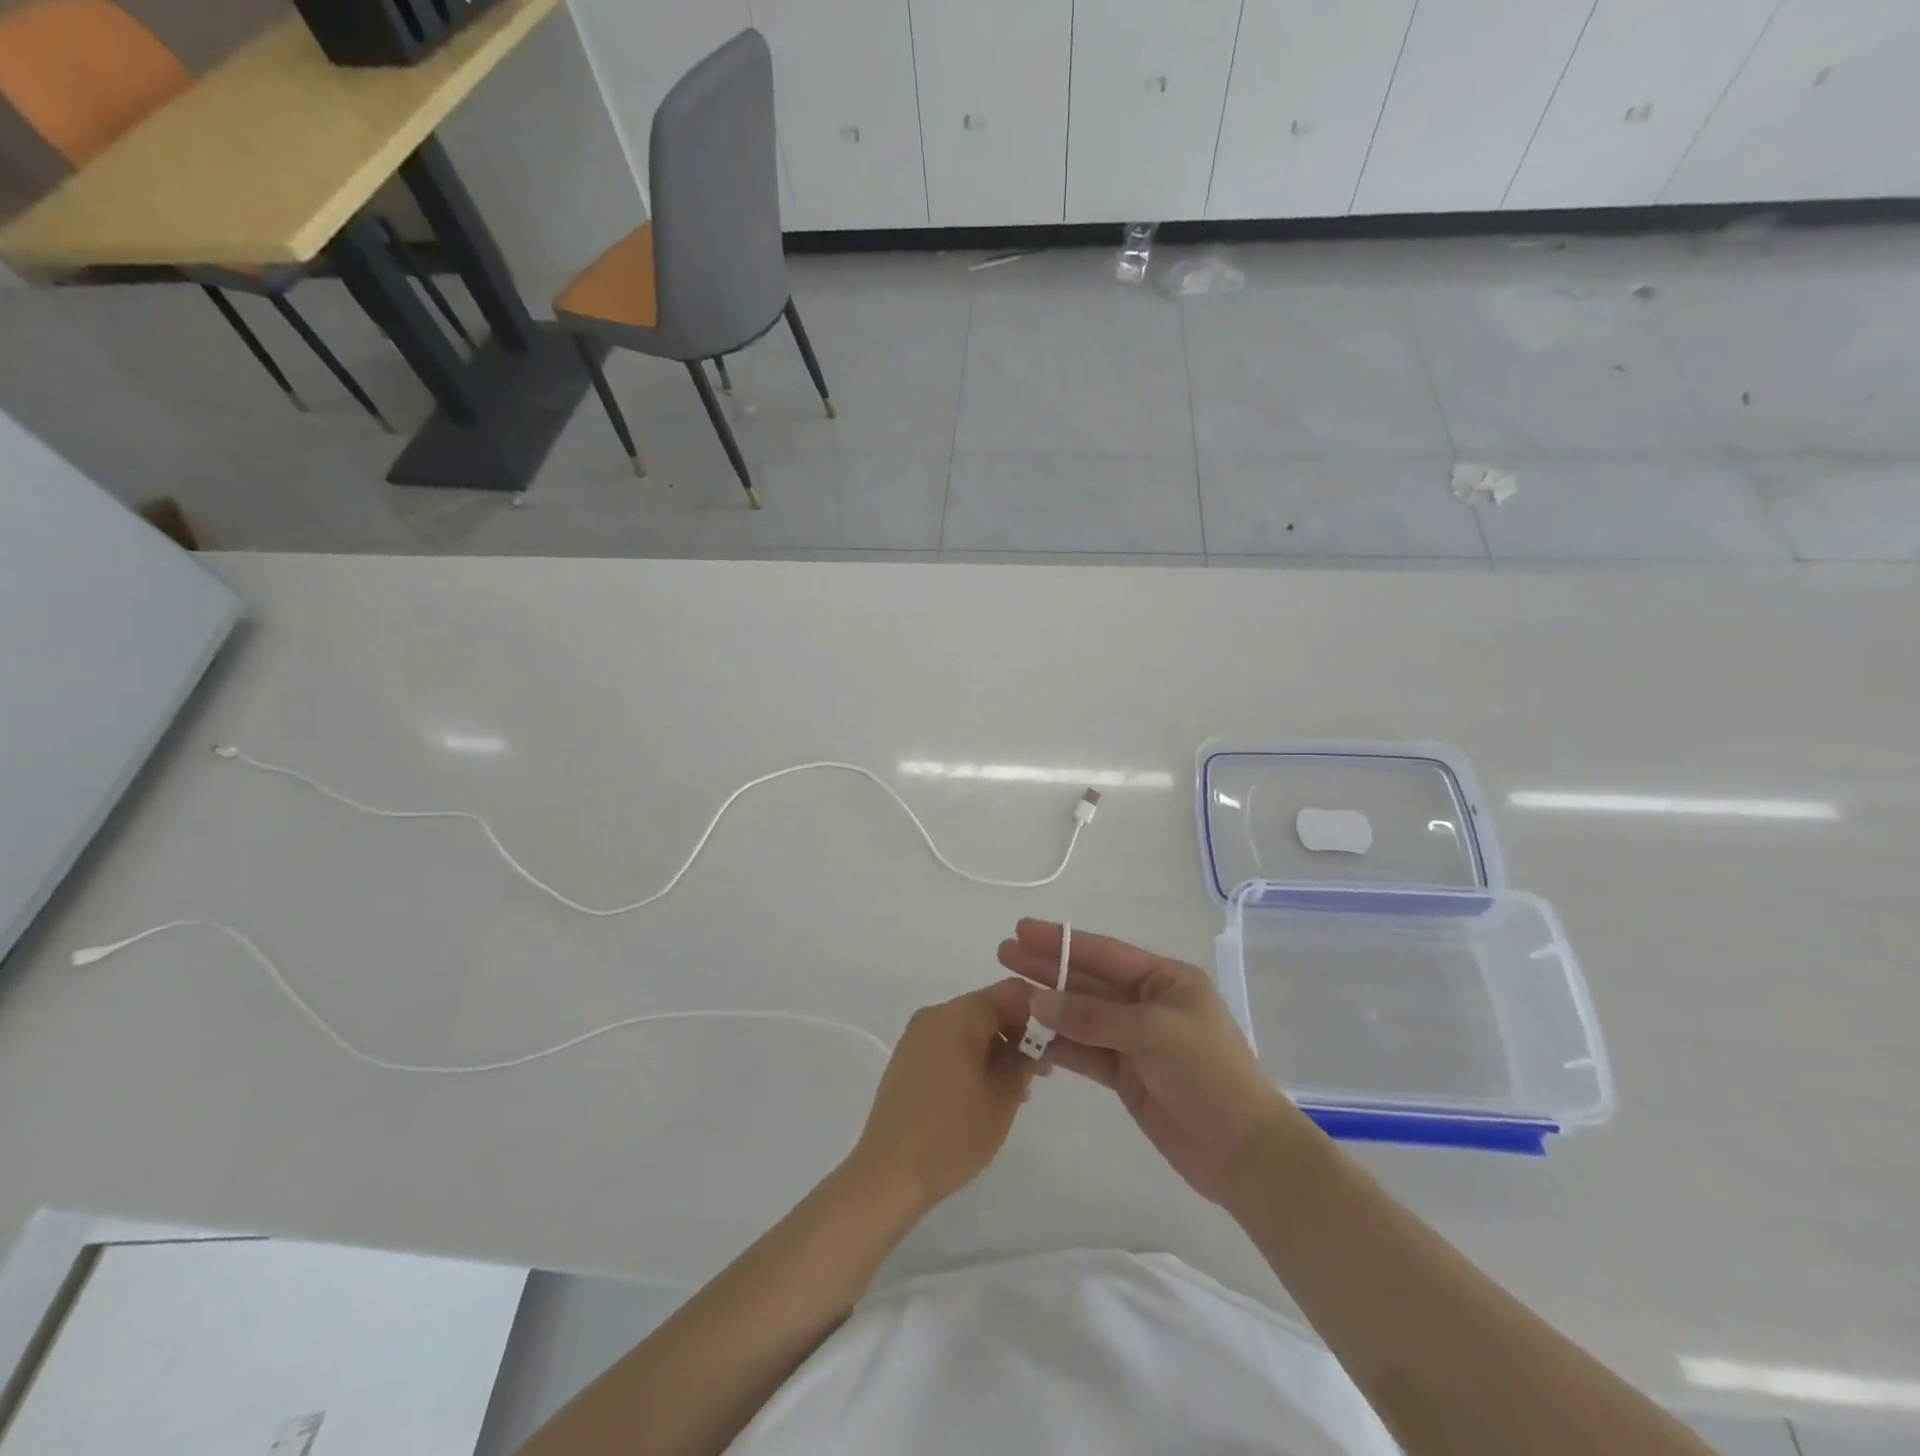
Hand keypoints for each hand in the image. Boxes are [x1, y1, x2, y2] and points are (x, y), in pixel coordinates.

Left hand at [849, 980, 1040, 1215]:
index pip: (1011, 992)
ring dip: (996, 1048)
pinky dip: (972, 1057)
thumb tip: (1037, 1039)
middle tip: (1039, 1074)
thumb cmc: (953, 1134)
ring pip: (969, 1027)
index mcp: (959, 1015)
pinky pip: (949, 1042)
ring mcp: (917, 1035)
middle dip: (1018, 1034)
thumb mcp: (1003, 1097)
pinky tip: (983, 1092)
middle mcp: (935, 1014)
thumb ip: (1025, 1059)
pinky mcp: (908, 1057)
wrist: (888, 1173)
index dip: (1039, 1013)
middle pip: (989, 1007)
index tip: (1055, 1044)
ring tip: (1014, 1091)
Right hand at [998, 920, 1294, 1202]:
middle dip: (1047, 968)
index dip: (1061, 941)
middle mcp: (1148, 1004)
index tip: (1022, 931)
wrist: (1244, 1152)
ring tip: (1007, 995)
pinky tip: (1030, 1036)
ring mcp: (1136, 1041)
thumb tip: (1037, 1001)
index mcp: (1166, 980)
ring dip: (1048, 1007)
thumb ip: (1092, 1016)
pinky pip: (1086, 1051)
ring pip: (1082, 1017)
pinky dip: (1059, 1044)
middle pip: (1088, 981)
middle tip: (1003, 955)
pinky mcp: (1128, 1076)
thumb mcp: (1153, 1033)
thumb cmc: (1208, 1074)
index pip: (1103, 953)